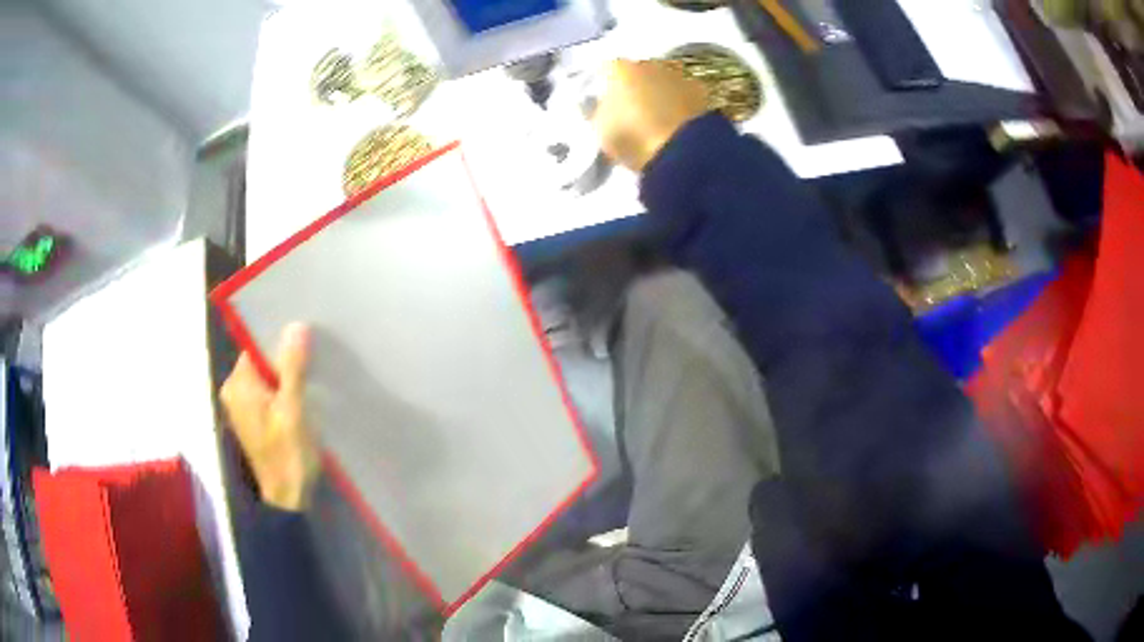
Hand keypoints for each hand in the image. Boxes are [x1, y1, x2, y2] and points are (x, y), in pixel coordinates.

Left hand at [220, 323, 320, 511]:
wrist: (288, 498)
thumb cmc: (289, 454)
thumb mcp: (293, 408)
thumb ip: (292, 368)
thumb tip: (296, 326)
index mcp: (238, 385)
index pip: (256, 346)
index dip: (279, 340)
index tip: (306, 338)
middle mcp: (234, 391)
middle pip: (261, 361)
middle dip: (285, 358)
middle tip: (314, 357)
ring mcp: (243, 406)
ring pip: (266, 376)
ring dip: (287, 375)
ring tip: (312, 373)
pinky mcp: (254, 419)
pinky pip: (268, 392)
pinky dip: (283, 390)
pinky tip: (303, 394)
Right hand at [592, 59, 709, 171]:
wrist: (684, 151)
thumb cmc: (633, 137)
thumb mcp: (601, 130)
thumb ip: (598, 113)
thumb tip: (603, 107)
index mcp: (620, 68)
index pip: (606, 71)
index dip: (605, 87)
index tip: (605, 104)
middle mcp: (650, 63)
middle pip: (638, 72)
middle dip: (635, 88)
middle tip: (632, 113)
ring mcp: (679, 76)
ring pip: (663, 83)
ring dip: (660, 96)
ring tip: (658, 121)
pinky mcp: (703, 93)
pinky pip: (683, 97)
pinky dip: (679, 107)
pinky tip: (677, 126)